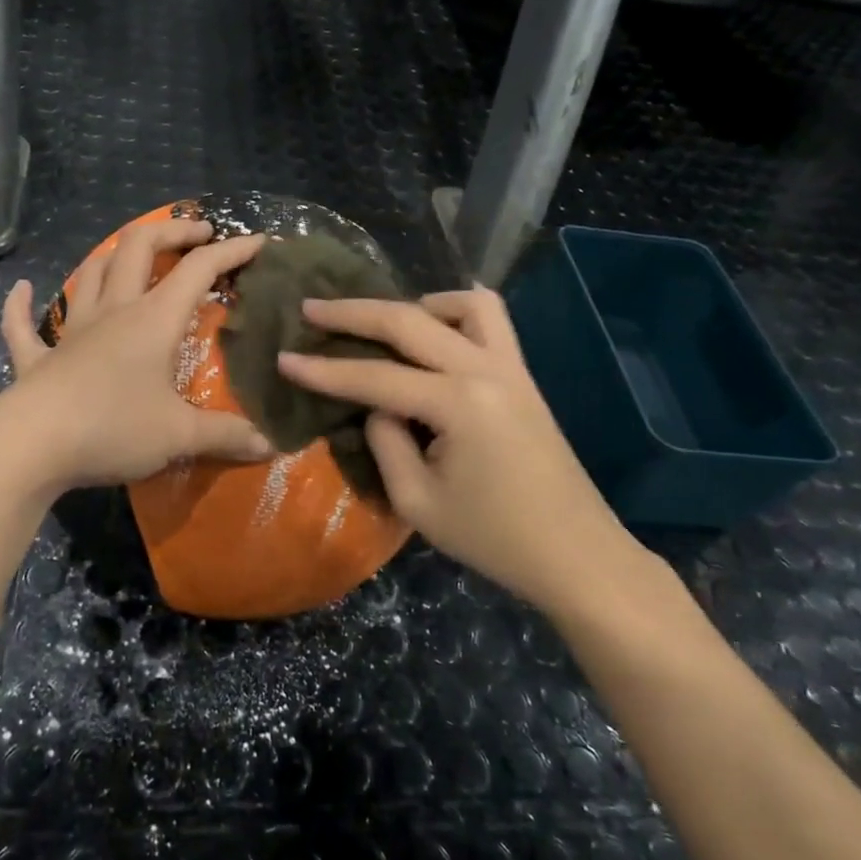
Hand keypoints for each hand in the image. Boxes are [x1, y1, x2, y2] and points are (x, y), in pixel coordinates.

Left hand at [0, 219, 273, 493]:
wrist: (31, 445)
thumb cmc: (112, 428)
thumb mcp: (179, 435)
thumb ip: (226, 436)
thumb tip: (269, 446)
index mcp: (152, 320)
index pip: (198, 270)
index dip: (231, 251)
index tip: (258, 242)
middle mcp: (112, 312)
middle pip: (138, 247)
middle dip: (170, 231)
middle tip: (196, 233)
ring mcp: (70, 331)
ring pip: (90, 273)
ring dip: (113, 256)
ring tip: (132, 256)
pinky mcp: (37, 358)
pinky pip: (22, 324)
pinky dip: (21, 304)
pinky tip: (22, 289)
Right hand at [279, 288, 636, 614]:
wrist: (576, 556)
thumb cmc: (493, 538)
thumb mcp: (418, 502)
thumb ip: (385, 442)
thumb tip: (377, 406)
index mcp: (457, 404)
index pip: (374, 377)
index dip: (323, 370)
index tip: (283, 359)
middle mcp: (485, 370)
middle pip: (409, 321)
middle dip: (353, 312)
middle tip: (311, 309)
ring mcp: (511, 367)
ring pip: (463, 303)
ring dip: (416, 305)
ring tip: (385, 325)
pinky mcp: (522, 377)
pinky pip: (491, 322)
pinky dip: (455, 315)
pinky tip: (434, 337)